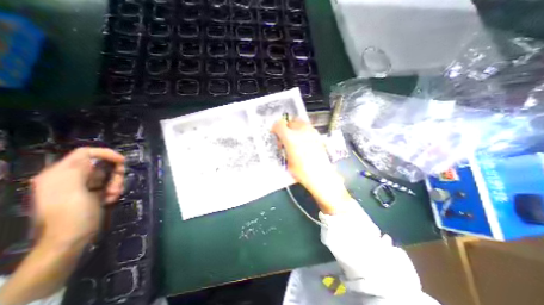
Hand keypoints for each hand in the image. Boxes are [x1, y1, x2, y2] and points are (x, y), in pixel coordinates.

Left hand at [0, 147, 123, 304]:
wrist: (70, 239)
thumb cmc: (72, 214)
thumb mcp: (72, 190)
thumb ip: (79, 169)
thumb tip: (94, 156)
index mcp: (61, 173)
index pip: (85, 153)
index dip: (106, 154)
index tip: (122, 161)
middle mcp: (71, 177)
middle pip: (101, 165)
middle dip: (114, 174)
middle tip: (116, 186)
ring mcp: (82, 186)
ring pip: (108, 175)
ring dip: (115, 184)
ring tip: (112, 196)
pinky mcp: (92, 193)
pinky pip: (109, 185)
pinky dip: (113, 190)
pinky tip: (110, 199)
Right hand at [272, 118, 352, 214]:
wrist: (321, 175)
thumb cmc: (302, 172)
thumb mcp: (287, 161)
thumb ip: (284, 148)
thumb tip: (283, 144)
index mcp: (290, 138)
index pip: (279, 124)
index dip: (275, 128)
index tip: (275, 133)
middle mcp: (301, 131)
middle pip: (290, 121)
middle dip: (286, 127)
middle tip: (285, 137)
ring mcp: (311, 132)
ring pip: (300, 122)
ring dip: (295, 127)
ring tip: (294, 138)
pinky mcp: (318, 136)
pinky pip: (308, 128)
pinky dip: (303, 131)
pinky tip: (304, 141)